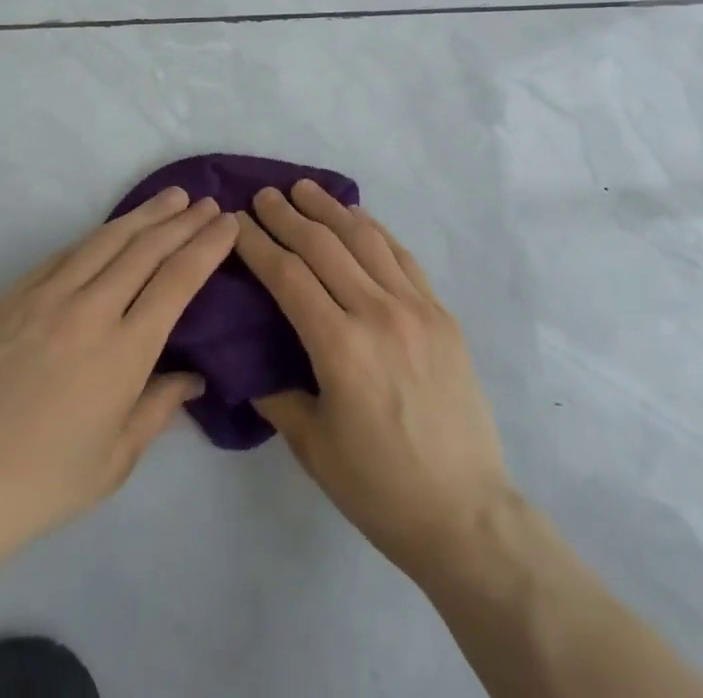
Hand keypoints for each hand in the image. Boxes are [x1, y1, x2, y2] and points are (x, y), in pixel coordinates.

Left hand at [0, 188, 236, 570]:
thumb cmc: (44, 482)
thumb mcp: (116, 460)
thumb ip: (159, 407)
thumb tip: (193, 376)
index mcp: (124, 351)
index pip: (178, 280)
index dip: (207, 245)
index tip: (227, 222)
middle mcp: (90, 310)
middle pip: (146, 248)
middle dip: (183, 221)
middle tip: (207, 203)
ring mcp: (46, 297)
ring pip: (105, 239)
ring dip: (144, 214)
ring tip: (171, 198)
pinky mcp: (12, 297)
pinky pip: (64, 254)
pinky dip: (96, 236)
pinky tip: (109, 231)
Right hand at [234, 181, 515, 575]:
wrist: (466, 514)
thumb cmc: (379, 488)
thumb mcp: (311, 446)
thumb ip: (274, 392)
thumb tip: (243, 357)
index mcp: (340, 348)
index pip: (288, 276)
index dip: (258, 244)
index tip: (236, 222)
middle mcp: (378, 314)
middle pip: (323, 246)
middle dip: (287, 216)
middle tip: (263, 195)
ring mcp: (417, 308)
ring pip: (365, 239)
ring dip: (330, 209)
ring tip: (304, 189)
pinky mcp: (442, 313)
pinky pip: (402, 256)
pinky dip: (374, 229)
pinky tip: (356, 217)